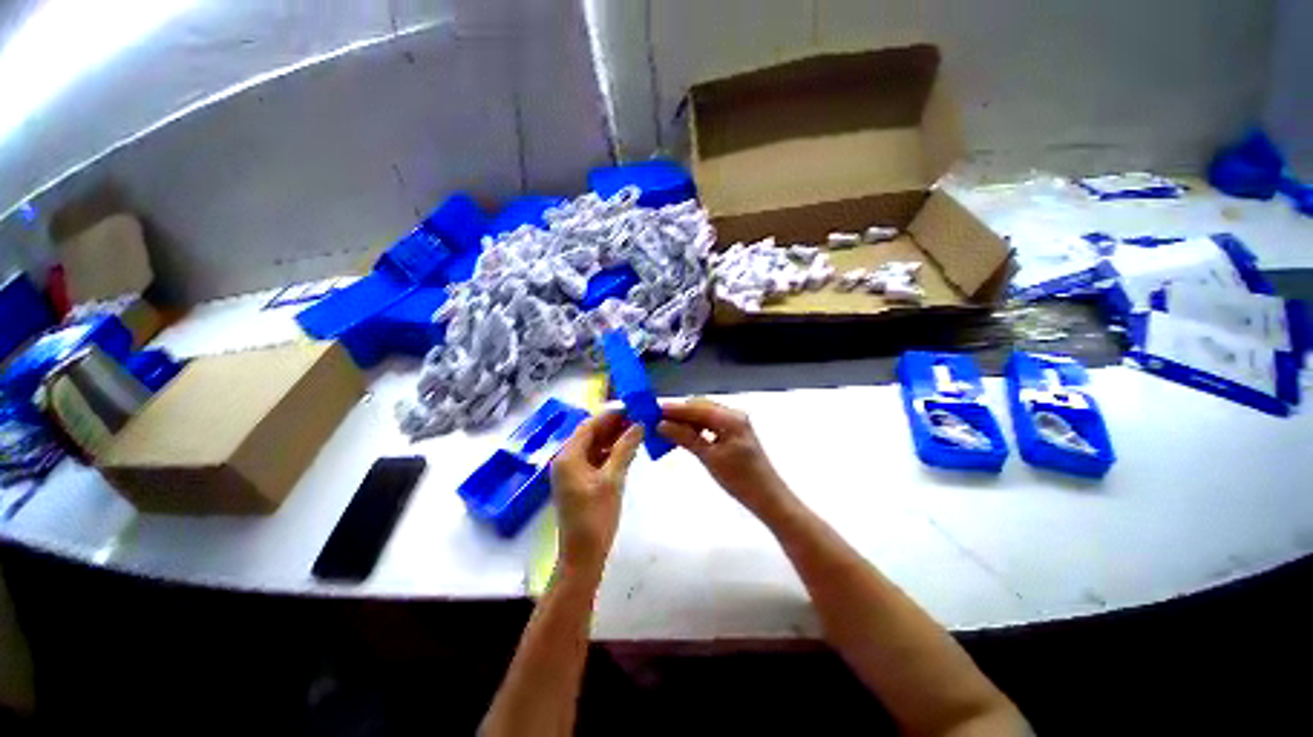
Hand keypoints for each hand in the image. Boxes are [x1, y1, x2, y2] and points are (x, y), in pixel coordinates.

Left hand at [550, 411, 643, 573]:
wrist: (583, 555)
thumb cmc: (596, 516)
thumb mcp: (613, 480)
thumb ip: (625, 449)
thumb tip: (639, 425)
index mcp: (568, 456)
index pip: (589, 425)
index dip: (610, 414)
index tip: (631, 407)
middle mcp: (566, 460)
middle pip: (591, 434)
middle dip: (613, 425)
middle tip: (637, 417)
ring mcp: (572, 472)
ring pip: (594, 446)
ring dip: (613, 438)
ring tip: (637, 430)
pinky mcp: (580, 482)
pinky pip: (596, 459)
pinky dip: (611, 453)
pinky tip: (628, 450)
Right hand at [658, 399, 791, 515]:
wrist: (767, 497)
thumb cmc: (740, 479)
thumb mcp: (709, 458)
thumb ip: (685, 438)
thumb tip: (661, 424)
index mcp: (730, 418)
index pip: (696, 407)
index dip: (674, 409)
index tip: (652, 410)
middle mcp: (732, 415)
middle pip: (699, 408)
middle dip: (678, 414)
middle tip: (656, 422)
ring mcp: (734, 424)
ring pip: (703, 416)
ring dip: (685, 422)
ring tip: (664, 429)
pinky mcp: (732, 434)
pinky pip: (709, 425)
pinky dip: (694, 429)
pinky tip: (682, 436)